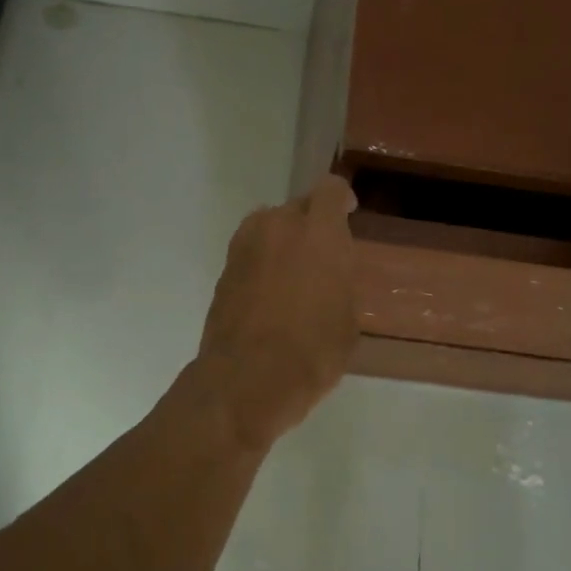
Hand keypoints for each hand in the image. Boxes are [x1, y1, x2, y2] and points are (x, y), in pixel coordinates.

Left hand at [195, 174, 359, 451]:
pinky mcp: (223, 271)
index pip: (331, 191)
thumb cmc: (312, 351)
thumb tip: (330, 275)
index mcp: (319, 232)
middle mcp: (278, 227)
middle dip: (311, 224)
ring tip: (292, 273)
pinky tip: (269, 294)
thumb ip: (341, 282)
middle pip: (297, 207)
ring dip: (282, 240)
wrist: (247, 379)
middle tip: (321, 254)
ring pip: (268, 227)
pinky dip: (261, 263)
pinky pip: (250, 253)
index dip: (341, 199)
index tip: (347, 212)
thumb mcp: (347, 320)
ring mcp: (244, 247)